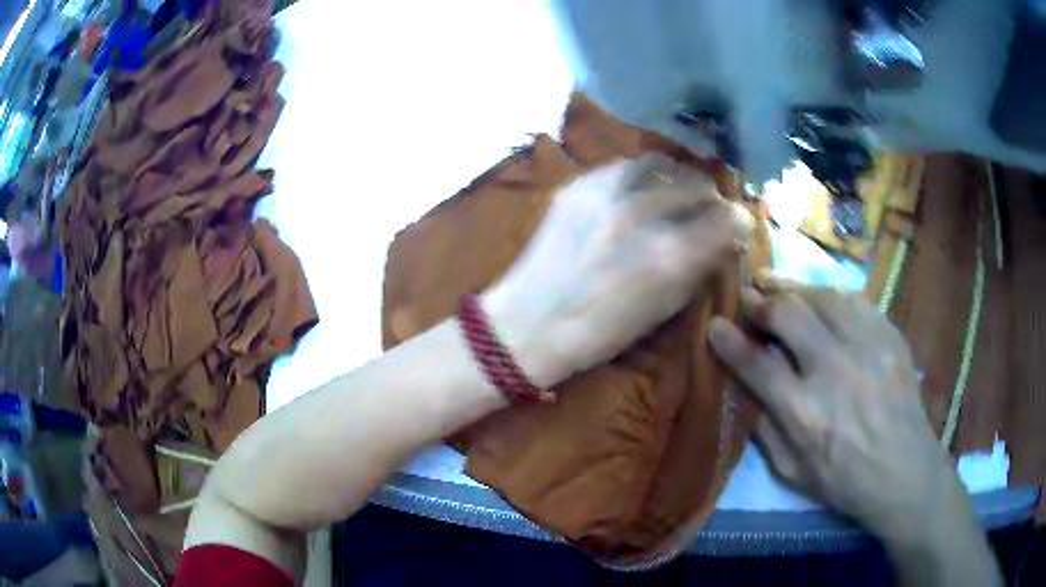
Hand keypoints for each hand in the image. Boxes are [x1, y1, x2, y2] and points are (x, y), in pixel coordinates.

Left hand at [484, 153, 749, 387]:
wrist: (527, 324)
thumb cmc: (598, 333)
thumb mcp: (661, 311)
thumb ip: (696, 269)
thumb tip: (721, 242)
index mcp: (668, 255)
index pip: (724, 219)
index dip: (738, 220)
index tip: (738, 224)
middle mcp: (641, 214)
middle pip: (695, 184)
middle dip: (711, 195)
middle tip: (711, 206)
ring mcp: (606, 194)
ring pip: (660, 164)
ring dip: (678, 176)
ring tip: (678, 191)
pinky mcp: (578, 186)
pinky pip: (623, 167)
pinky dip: (642, 175)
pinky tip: (641, 190)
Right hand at [706, 278, 952, 534]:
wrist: (904, 471)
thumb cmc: (844, 480)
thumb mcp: (792, 472)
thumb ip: (764, 427)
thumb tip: (743, 385)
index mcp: (805, 413)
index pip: (757, 363)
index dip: (729, 339)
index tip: (715, 323)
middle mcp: (835, 371)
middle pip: (789, 314)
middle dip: (761, 301)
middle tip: (749, 297)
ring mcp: (868, 348)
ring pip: (822, 296)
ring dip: (793, 289)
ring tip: (778, 286)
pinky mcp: (890, 336)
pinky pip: (854, 300)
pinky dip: (830, 295)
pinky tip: (821, 300)